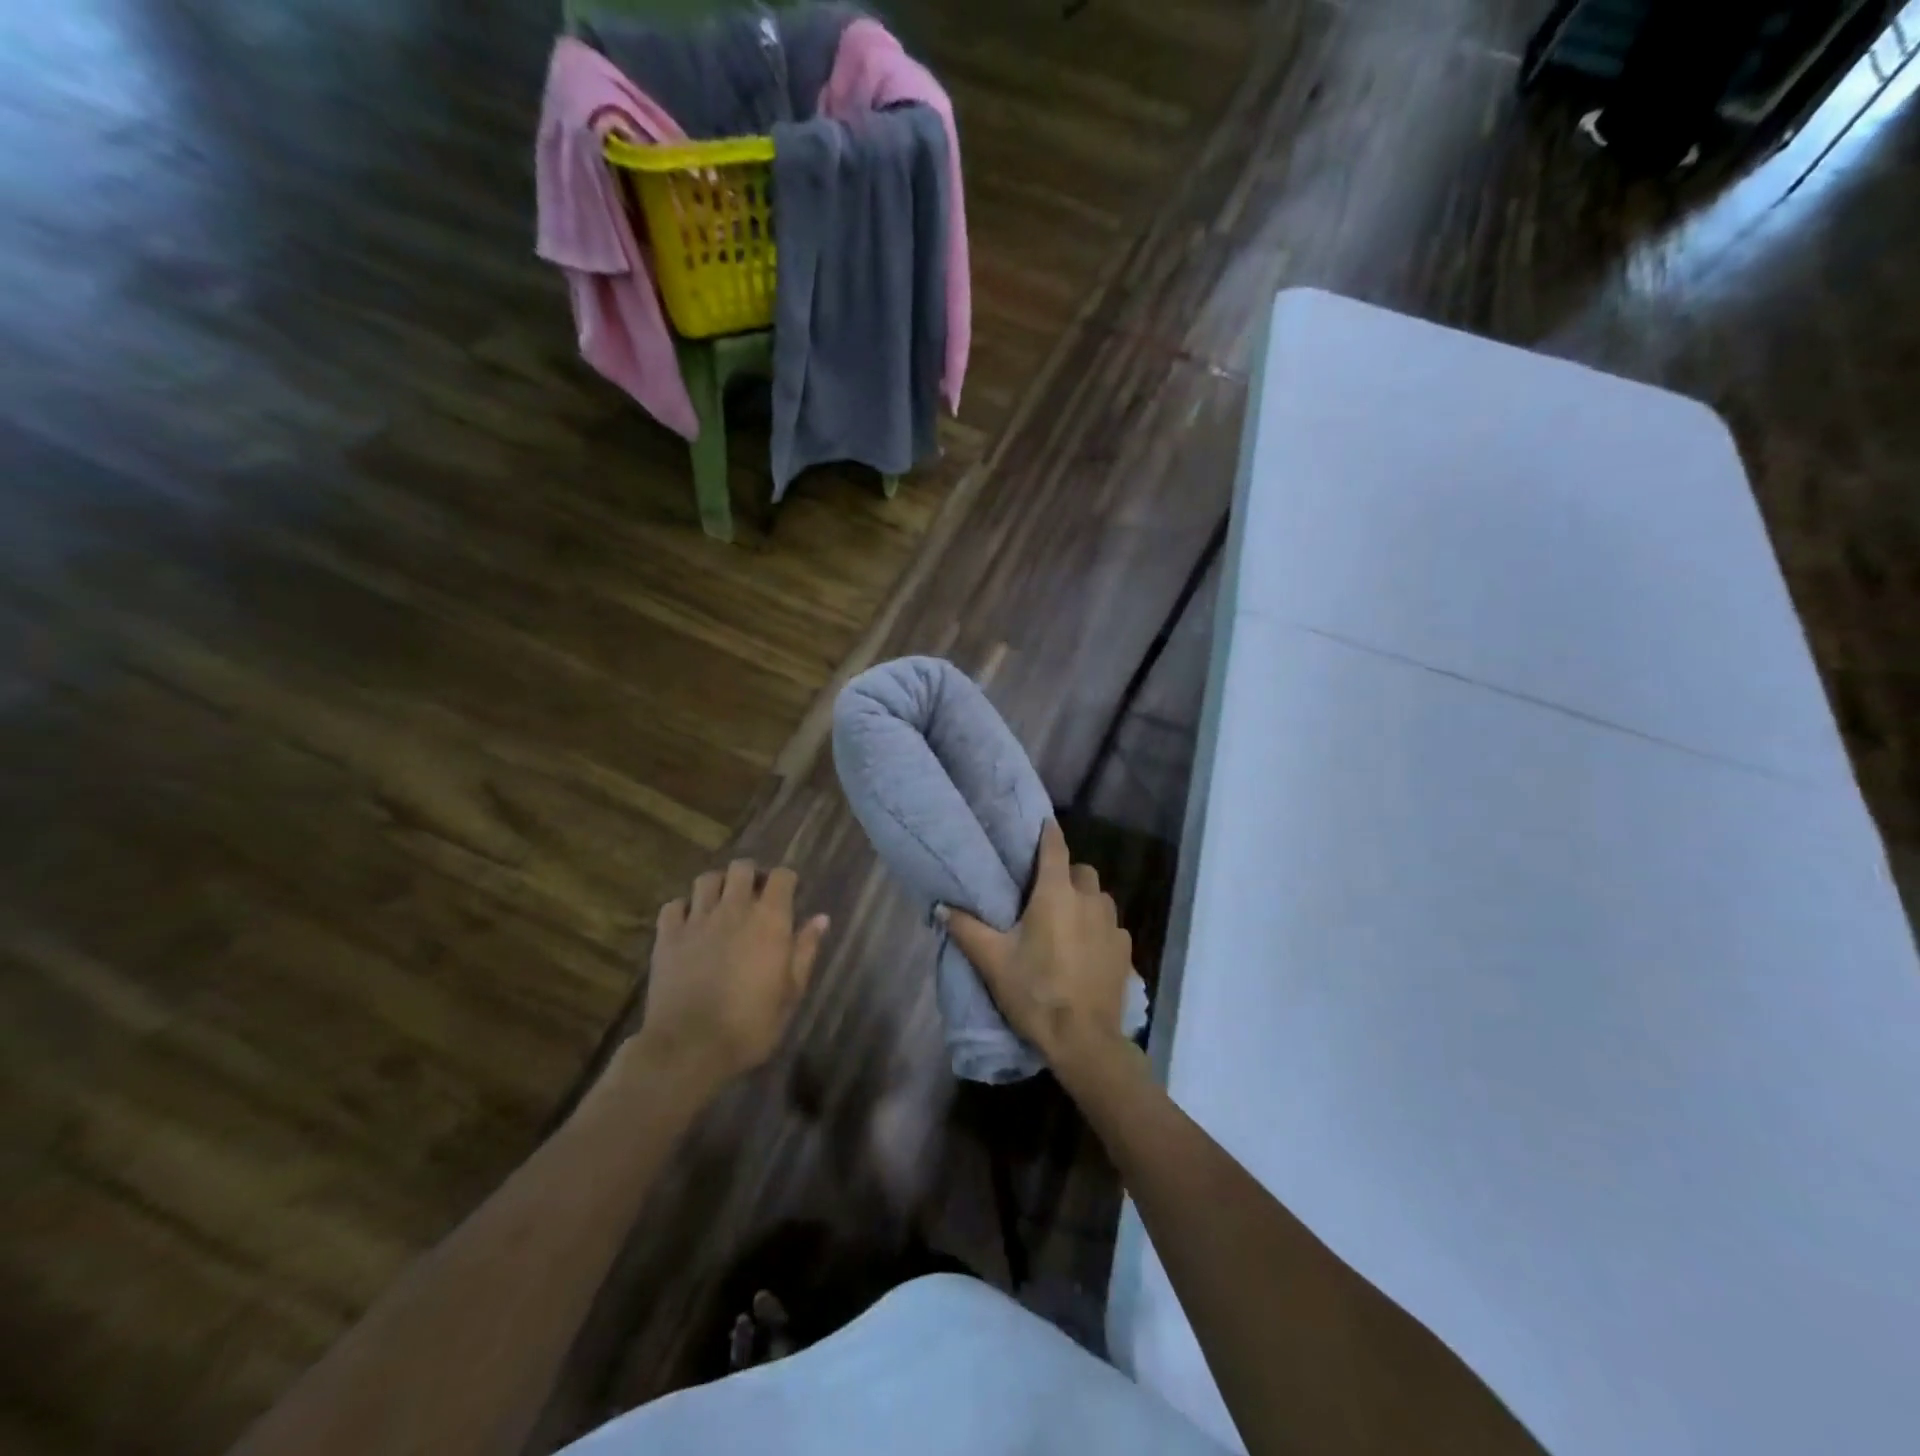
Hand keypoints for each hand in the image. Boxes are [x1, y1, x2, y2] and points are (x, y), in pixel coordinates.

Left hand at [636, 860, 828, 1095]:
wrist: (690, 1046)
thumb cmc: (751, 1024)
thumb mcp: (791, 993)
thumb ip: (805, 950)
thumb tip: (821, 918)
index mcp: (770, 920)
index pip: (782, 876)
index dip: (786, 881)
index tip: (788, 895)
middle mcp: (734, 909)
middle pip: (742, 868)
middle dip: (751, 875)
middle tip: (754, 896)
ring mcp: (697, 919)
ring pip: (706, 879)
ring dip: (717, 886)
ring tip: (721, 903)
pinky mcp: (668, 936)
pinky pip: (673, 905)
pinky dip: (683, 908)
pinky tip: (689, 923)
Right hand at [944, 820, 1132, 1070]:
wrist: (1084, 1040)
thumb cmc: (1035, 992)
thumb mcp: (993, 961)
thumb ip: (966, 929)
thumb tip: (940, 906)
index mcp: (1056, 894)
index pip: (1055, 847)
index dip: (1047, 833)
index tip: (1041, 824)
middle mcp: (1089, 900)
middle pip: (1081, 871)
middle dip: (1065, 873)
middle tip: (1044, 894)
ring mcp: (1112, 925)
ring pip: (1099, 897)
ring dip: (1084, 900)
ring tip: (1065, 922)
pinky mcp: (1125, 950)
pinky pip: (1111, 926)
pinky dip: (1098, 928)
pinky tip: (1085, 951)